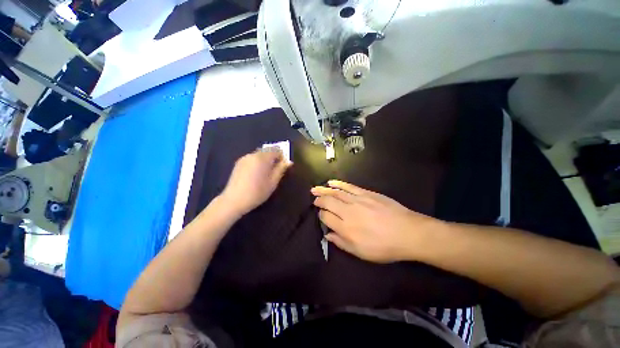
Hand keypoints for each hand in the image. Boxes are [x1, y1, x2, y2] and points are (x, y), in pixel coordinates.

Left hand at [220, 148, 291, 215]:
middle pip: (267, 151)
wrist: (234, 200)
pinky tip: (256, 174)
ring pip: (259, 154)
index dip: (282, 157)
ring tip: (266, 173)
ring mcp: (244, 158)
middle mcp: (253, 155)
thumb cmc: (257, 192)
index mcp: (263, 158)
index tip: (283, 166)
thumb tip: (288, 162)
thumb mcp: (273, 182)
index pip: (276, 150)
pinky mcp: (238, 163)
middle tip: (275, 170)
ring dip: (265, 160)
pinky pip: (252, 158)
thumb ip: (281, 169)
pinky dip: (257, 162)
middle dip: (273, 157)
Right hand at [311, 180, 443, 262]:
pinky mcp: (365, 193)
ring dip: (323, 190)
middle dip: (318, 200)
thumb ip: (341, 243)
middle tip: (314, 199)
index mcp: (346, 228)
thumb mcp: (361, 252)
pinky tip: (331, 182)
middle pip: (328, 202)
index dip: (320, 215)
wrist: (408, 232)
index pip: (326, 217)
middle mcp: (348, 212)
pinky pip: (348, 186)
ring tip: (314, 189)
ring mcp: (357, 200)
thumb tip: (327, 234)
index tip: (321, 215)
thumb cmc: (384, 246)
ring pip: (335, 192)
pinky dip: (338, 183)